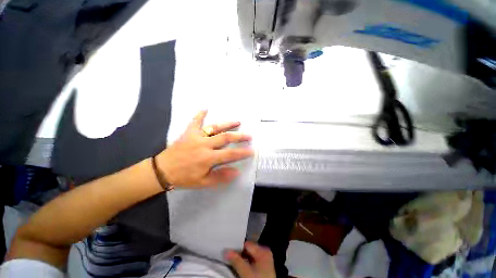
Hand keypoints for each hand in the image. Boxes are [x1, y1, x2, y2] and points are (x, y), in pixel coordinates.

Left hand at [156, 110, 252, 187]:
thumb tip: (236, 171)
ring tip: (237, 122)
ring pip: (214, 128)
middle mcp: (204, 145)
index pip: (230, 154)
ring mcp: (196, 137)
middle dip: (239, 136)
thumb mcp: (203, 182)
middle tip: (249, 135)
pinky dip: (200, 115)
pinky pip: (195, 122)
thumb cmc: (184, 177)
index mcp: (208, 158)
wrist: (162, 170)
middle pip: (225, 138)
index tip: (251, 150)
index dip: (242, 152)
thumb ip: (220, 176)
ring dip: (227, 124)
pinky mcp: (188, 133)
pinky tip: (206, 108)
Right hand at [226, 242, 275, 277]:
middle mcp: (265, 251)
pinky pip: (254, 260)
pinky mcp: (265, 266)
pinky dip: (248, 263)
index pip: (246, 244)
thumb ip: (236, 261)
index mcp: (263, 250)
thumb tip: (226, 251)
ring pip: (251, 255)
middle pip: (249, 250)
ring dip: (243, 259)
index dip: (237, 249)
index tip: (229, 254)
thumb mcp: (246, 272)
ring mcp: (266, 259)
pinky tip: (243, 268)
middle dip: (240, 254)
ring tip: (236, 264)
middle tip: (232, 260)